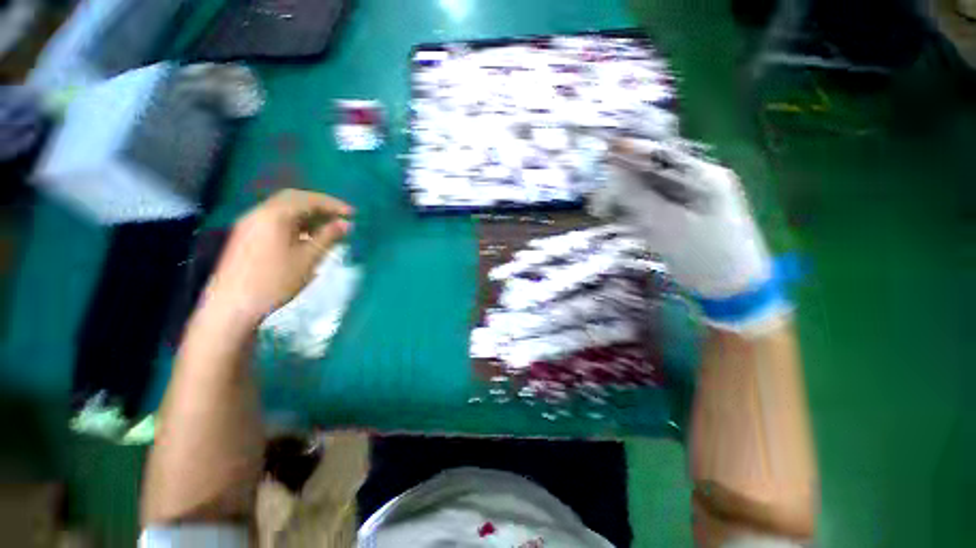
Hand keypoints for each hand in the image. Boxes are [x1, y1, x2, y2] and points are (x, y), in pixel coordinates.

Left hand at [202, 189, 352, 327]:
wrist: (233, 306)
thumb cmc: (275, 281)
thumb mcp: (308, 258)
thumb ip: (328, 237)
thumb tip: (346, 224)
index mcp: (274, 215)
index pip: (308, 199)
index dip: (333, 204)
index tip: (353, 213)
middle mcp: (259, 212)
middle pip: (294, 199)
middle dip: (320, 205)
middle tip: (340, 216)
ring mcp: (250, 223)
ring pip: (284, 209)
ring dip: (308, 214)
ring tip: (328, 227)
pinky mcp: (247, 235)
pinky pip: (275, 220)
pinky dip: (295, 222)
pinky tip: (307, 236)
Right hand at [592, 140, 781, 327]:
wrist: (731, 289)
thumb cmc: (703, 256)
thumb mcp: (666, 225)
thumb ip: (638, 196)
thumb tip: (614, 170)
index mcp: (703, 176)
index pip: (662, 155)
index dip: (631, 152)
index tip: (604, 153)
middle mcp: (698, 182)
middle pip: (653, 173)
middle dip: (623, 185)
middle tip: (598, 204)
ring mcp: (692, 201)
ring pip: (651, 191)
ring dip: (627, 202)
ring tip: (607, 216)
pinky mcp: (685, 217)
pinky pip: (656, 207)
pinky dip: (638, 214)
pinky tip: (629, 225)